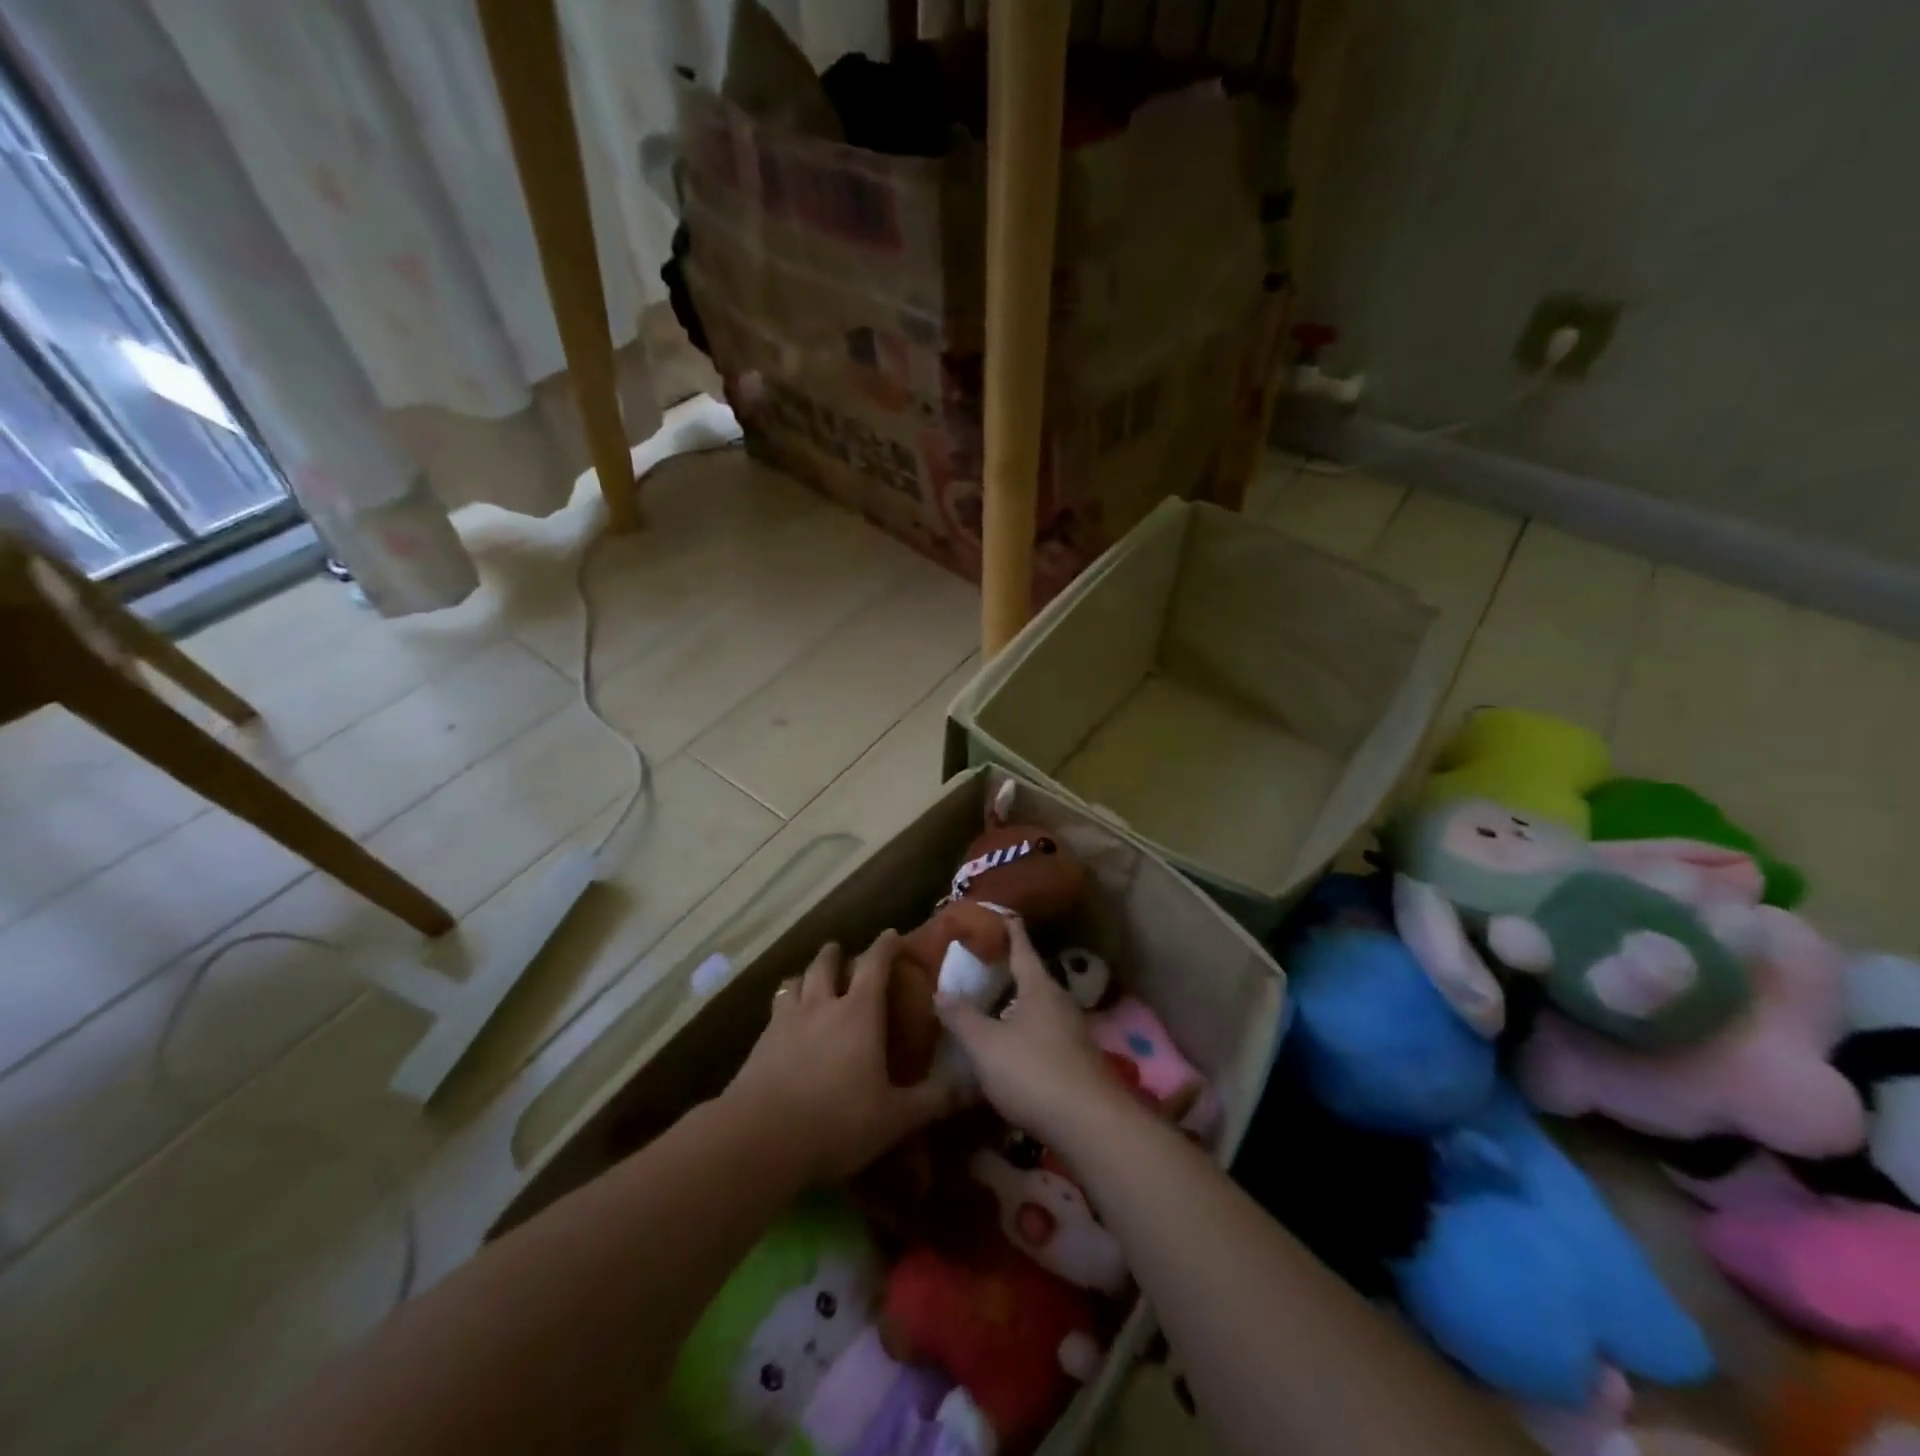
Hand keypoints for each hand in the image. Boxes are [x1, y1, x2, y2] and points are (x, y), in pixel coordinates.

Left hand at [725, 931, 972, 1182]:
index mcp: (859, 1013)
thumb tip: (973, 1086)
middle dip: (835, 954)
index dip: (884, 946)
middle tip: (841, 952)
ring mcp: (786, 1022)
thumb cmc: (837, 1121)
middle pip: (825, 965)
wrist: (760, 1138)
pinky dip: (784, 1006)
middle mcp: (821, 1006)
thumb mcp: (895, 1118)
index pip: (874, 964)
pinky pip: (774, 1011)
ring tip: (809, 980)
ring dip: (805, 976)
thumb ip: (933, 1100)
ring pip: (795, 982)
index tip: (891, 934)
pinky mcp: (760, 1043)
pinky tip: (785, 1023)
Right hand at [935, 918, 1130, 1149]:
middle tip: (986, 964)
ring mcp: (1073, 1033)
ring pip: (1041, 1008)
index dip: (1011, 931)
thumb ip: (962, 1017)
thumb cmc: (1033, 1071)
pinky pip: (1047, 1035)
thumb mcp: (986, 1045)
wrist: (1090, 1124)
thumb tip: (940, 991)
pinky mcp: (1078, 1062)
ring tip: (995, 1006)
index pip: (1022, 948)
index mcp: (1039, 988)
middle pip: (1034, 978)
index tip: (1004, 914)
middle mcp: (1060, 1002)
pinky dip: (1028, 1032)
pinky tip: (1013, 1048)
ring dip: (1019, 1004)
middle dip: (1012, 970)